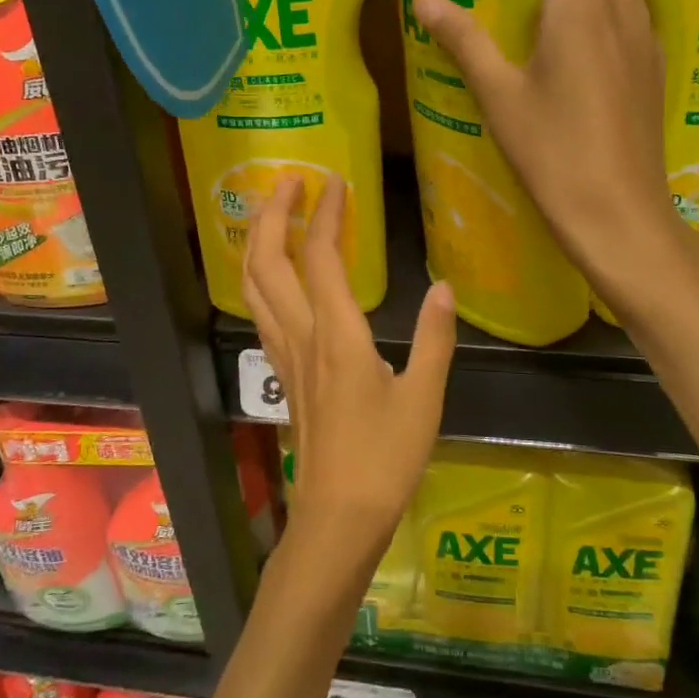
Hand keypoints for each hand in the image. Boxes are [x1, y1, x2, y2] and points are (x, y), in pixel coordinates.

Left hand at [243, 175, 455, 567]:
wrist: (338, 516)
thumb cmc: (385, 459)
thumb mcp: (424, 398)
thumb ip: (434, 338)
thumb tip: (444, 287)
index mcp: (338, 336)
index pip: (324, 258)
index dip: (327, 214)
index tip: (336, 180)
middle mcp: (301, 336)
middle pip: (269, 262)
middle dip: (274, 214)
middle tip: (290, 180)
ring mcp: (284, 355)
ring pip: (254, 286)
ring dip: (260, 241)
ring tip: (275, 213)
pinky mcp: (282, 374)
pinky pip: (261, 312)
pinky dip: (261, 278)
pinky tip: (275, 275)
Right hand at [411, 0, 698, 314]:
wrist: (621, 216)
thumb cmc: (553, 154)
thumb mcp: (499, 98)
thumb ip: (464, 41)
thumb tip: (425, 0)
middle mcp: (621, 3)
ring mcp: (646, 35)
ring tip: (550, 4)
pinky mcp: (654, 66)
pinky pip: (633, 10)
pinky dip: (608, 6)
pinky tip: (577, 52)